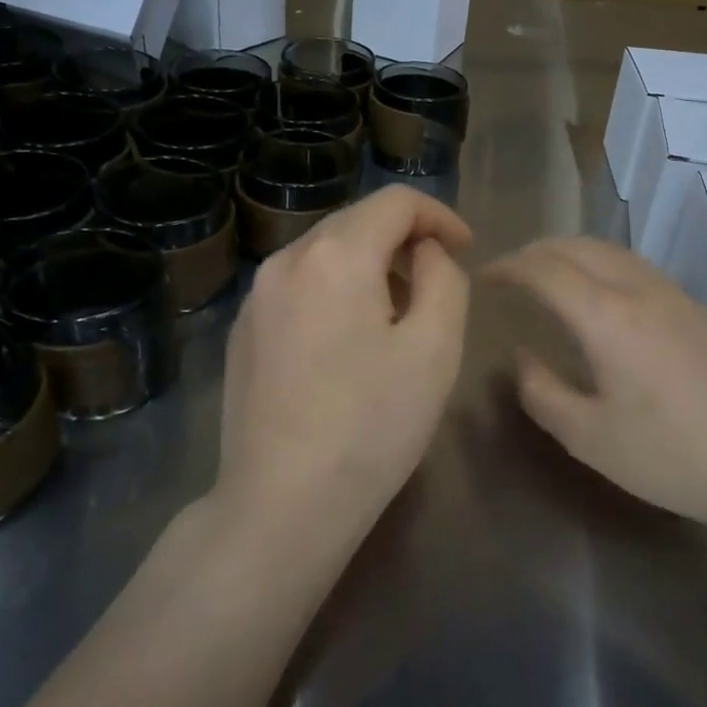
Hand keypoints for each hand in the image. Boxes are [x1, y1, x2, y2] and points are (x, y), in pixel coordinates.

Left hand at [217, 186, 472, 540]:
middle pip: (356, 222)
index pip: (395, 202)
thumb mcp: (435, 348)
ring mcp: (255, 297)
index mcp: (335, 255)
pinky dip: (334, 291)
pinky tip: (347, 341)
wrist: (282, 504)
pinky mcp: (242, 332)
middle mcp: (286, 261)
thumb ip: (443, 279)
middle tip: (437, 282)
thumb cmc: (372, 425)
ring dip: (369, 266)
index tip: (465, 249)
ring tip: (396, 314)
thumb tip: (426, 253)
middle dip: (404, 240)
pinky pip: (298, 287)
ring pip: (324, 253)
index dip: (439, 216)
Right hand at [488, 237, 706, 532]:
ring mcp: (672, 294)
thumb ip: (542, 392)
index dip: (508, 267)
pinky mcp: (694, 308)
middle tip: (508, 275)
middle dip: (535, 252)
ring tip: (546, 278)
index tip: (483, 278)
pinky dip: (599, 263)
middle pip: (576, 246)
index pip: (544, 269)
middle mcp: (638, 289)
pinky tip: (597, 295)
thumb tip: (522, 357)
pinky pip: (633, 265)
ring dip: (569, 253)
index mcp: (606, 316)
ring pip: (609, 250)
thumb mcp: (589, 438)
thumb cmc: (671, 456)